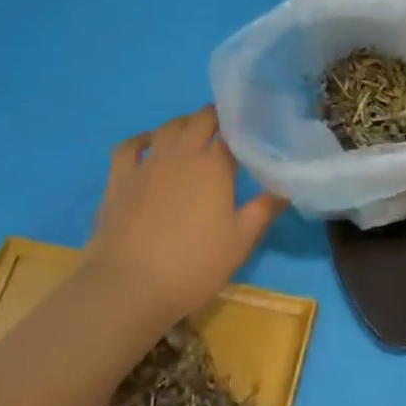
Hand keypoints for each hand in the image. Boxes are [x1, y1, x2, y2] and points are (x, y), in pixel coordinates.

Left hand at [82, 106, 284, 322]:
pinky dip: (142, 139)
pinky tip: (149, 144)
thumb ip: (264, 210)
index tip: (253, 131)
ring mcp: (147, 164)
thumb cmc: (193, 265)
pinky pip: (129, 147)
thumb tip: (285, 188)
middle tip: (226, 128)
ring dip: (183, 124)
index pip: (232, 133)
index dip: (243, 128)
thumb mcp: (240, 242)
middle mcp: (181, 154)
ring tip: (193, 132)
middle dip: (215, 117)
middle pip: (200, 121)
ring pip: (167, 128)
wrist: (128, 287)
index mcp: (214, 166)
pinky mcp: (119, 179)